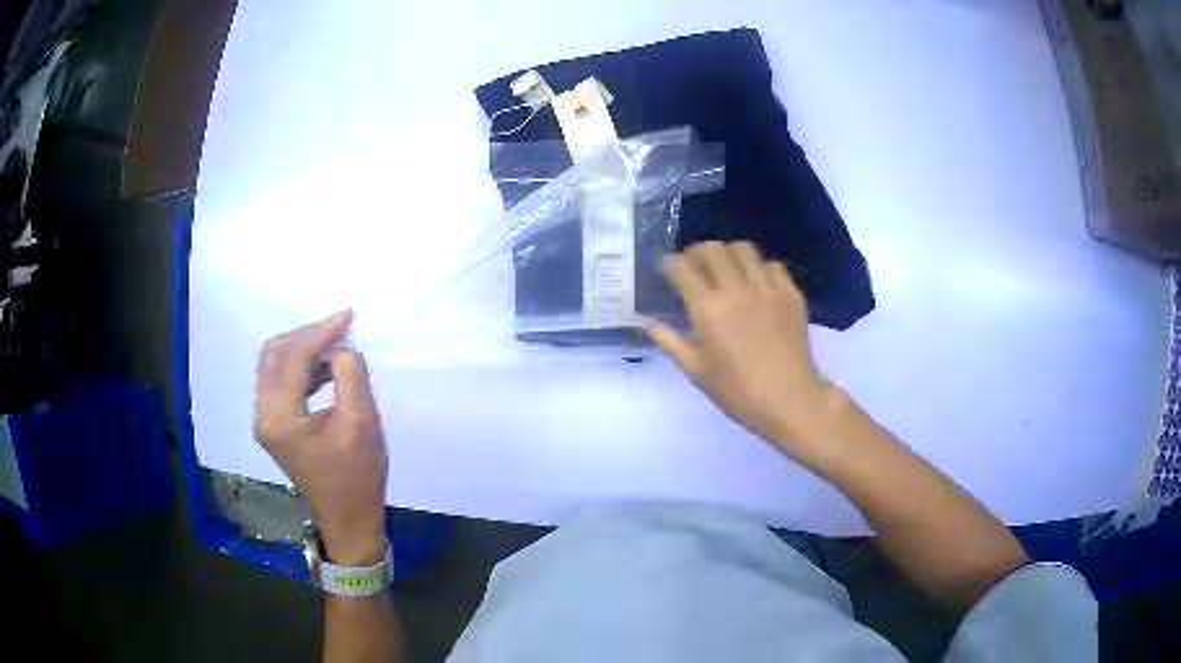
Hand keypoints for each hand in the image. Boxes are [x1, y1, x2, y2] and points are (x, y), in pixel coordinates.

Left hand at [254, 311, 388, 564]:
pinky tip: (326, 366)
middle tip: (340, 327)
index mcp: (280, 418)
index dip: (320, 333)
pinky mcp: (274, 424)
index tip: (348, 316)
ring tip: (335, 343)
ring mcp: (265, 420)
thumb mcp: (361, 423)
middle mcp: (264, 414)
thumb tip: (341, 348)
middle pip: (274, 354)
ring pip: (274, 364)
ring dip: (303, 347)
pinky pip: (280, 380)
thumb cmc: (358, 475)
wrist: (349, 516)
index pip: (293, 358)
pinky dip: (301, 365)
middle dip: (307, 334)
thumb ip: (350, 376)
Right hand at [645, 242, 848, 467]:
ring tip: (725, 270)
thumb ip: (669, 341)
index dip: (669, 263)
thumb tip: (645, 322)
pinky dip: (758, 268)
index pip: (682, 268)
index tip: (667, 270)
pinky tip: (755, 284)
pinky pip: (771, 265)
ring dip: (727, 255)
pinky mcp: (791, 293)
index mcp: (709, 310)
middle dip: (696, 253)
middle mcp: (737, 290)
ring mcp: (767, 288)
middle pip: (712, 249)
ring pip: (743, 249)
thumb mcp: (697, 371)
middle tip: (694, 268)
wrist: (791, 401)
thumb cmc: (738, 392)